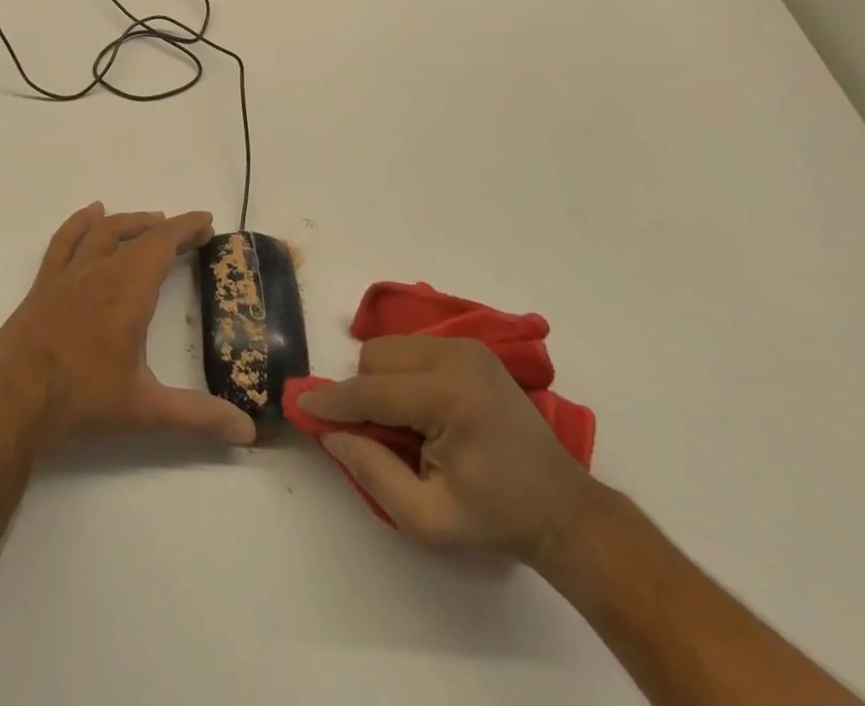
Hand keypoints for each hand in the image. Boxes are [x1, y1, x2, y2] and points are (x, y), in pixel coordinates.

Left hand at [0, 204, 256, 449]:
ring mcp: (69, 274)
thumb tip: (246, 431)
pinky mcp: (45, 283)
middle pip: (138, 235)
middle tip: (188, 233)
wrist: (17, 399)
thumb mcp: (146, 410)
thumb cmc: (84, 399)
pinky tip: (92, 213)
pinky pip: (65, 240)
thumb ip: (197, 416)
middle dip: (167, 229)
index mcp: (129, 291)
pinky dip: (81, 222)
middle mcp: (101, 271)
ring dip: (131, 222)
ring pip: (103, 231)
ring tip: (150, 220)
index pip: (163, 244)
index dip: (186, 228)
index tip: (206, 223)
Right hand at [299, 335, 607, 564]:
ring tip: (402, 424)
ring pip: (389, 347)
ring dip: (380, 380)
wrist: (563, 509)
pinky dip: (400, 372)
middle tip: (375, 435)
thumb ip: (371, 473)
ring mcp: (464, 346)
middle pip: (375, 358)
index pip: (371, 391)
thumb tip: (329, 433)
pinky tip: (419, 406)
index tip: (301, 406)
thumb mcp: (428, 518)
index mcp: (449, 398)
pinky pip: (410, 346)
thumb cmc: (495, 518)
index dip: (332, 401)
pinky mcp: (470, 346)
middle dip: (363, 393)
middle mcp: (454, 357)